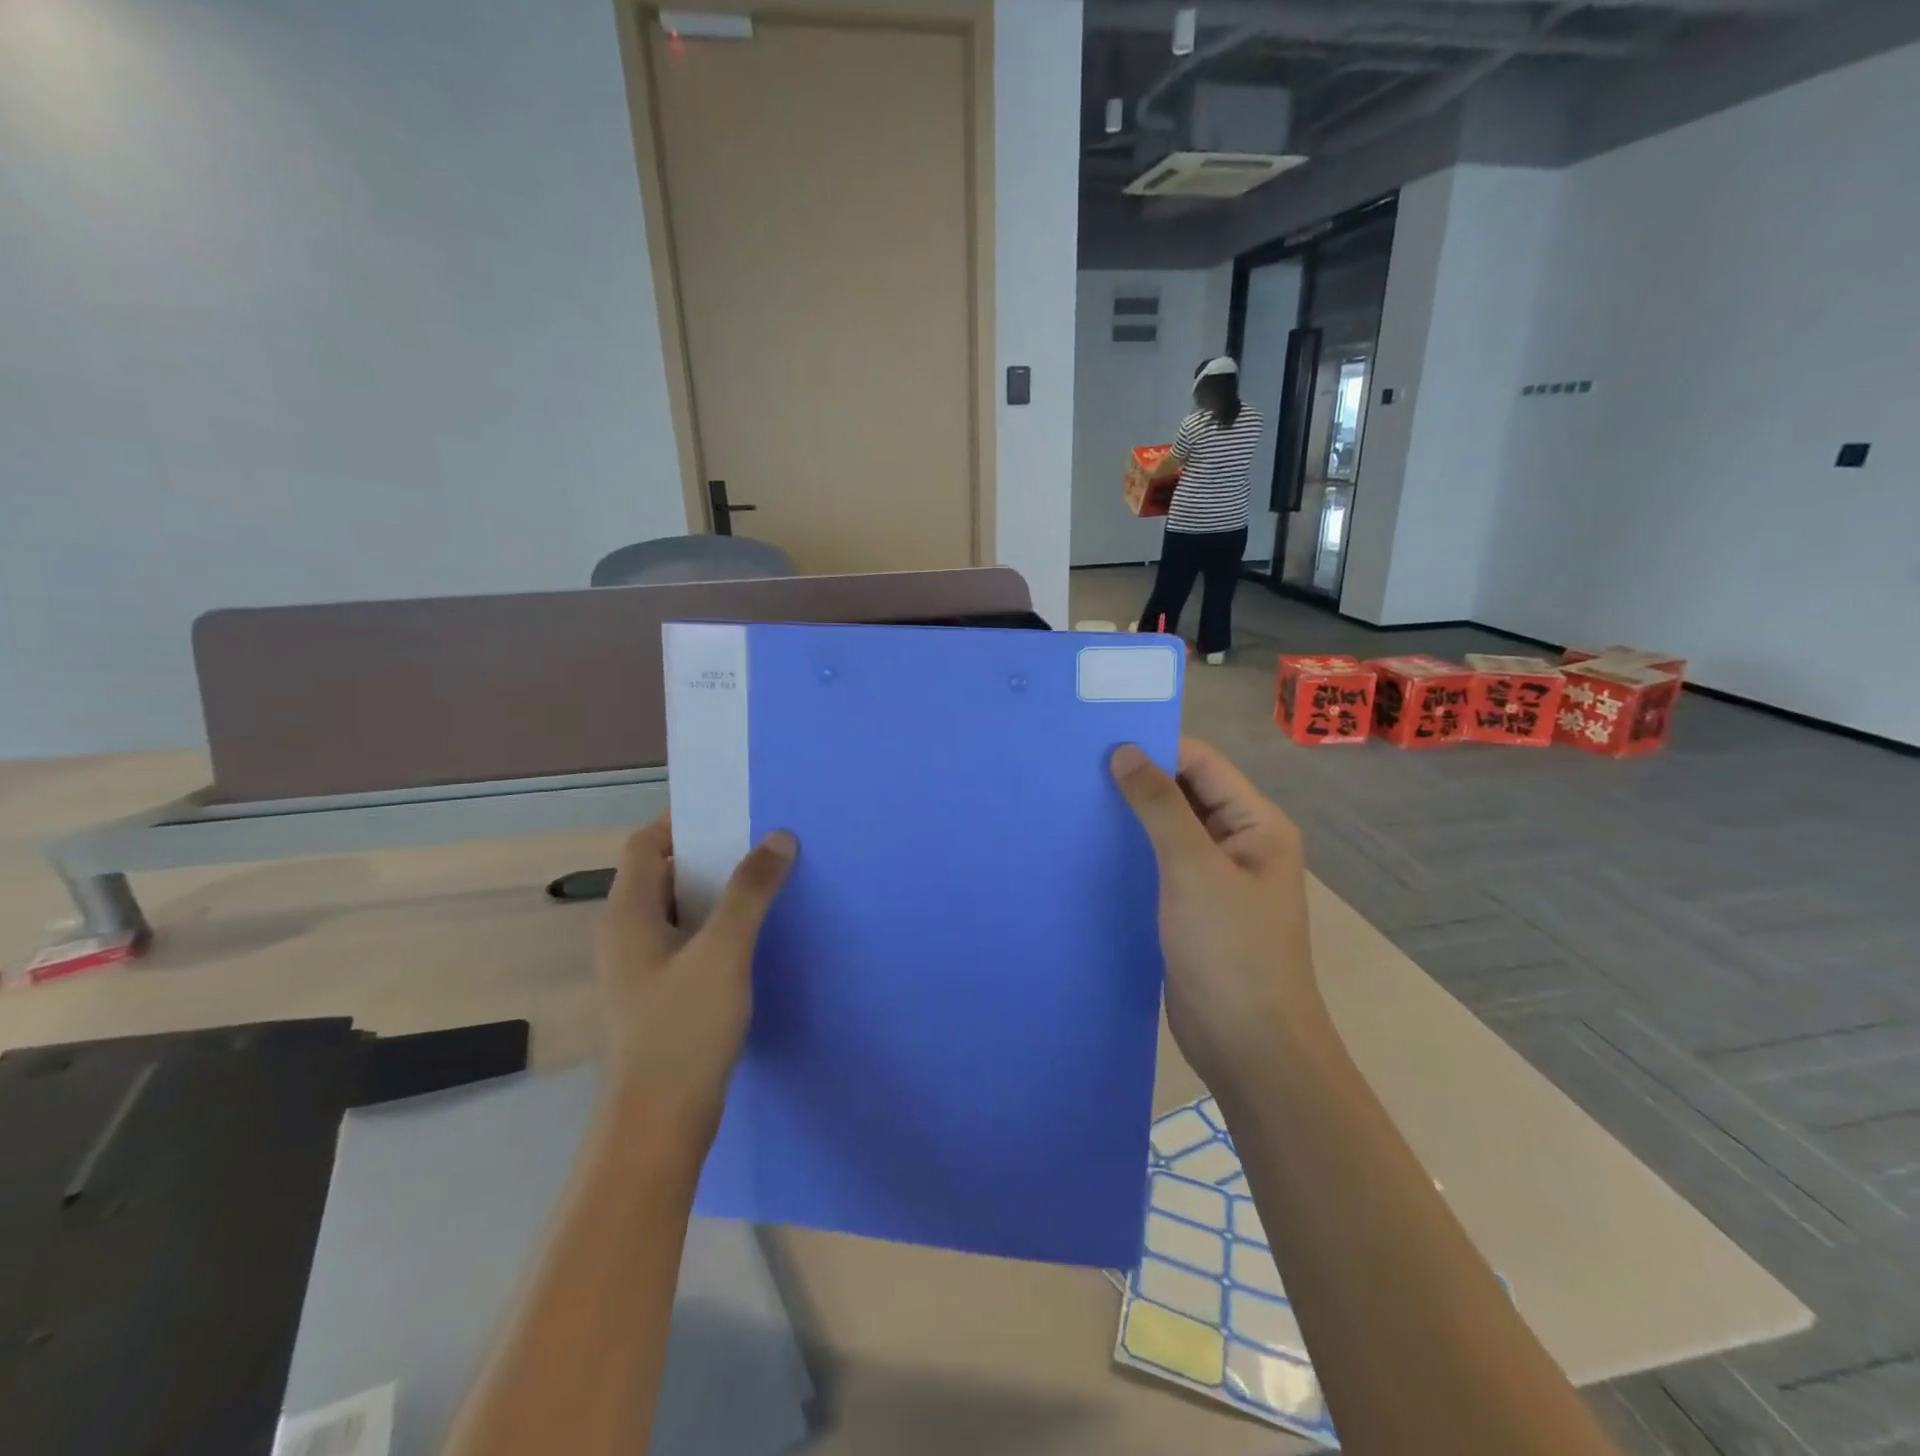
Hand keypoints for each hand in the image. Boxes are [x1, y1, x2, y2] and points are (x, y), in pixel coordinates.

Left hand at [595, 816, 796, 1146]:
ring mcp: (640, 969)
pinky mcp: (659, 995)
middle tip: (759, 841)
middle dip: (709, 854)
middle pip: (662, 874)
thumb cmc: (683, 1029)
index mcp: (627, 915)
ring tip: (765, 879)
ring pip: (678, 910)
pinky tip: (754, 934)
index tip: (731, 810)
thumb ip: (751, 891)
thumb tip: (779, 836)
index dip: (682, 821)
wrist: (660, 1123)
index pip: (645, 844)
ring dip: (717, 891)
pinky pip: (688, 941)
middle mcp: (625, 935)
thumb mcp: (724, 951)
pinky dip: (717, 926)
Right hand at [1110, 738, 1323, 1098]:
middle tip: (1075, 766)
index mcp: (1256, 824)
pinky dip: (1131, 851)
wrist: (1250, 1046)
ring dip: (1130, 815)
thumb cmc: (1230, 950)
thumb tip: (1125, 751)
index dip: (1154, 745)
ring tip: (1073, 799)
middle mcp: (1239, 842)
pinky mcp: (1193, 908)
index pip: (1202, 763)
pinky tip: (1090, 848)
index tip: (1097, 738)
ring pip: (1169, 829)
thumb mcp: (1193, 868)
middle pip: (1186, 792)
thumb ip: (1160, 806)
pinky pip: (1160, 864)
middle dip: (1137, 778)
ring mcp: (1216, 878)